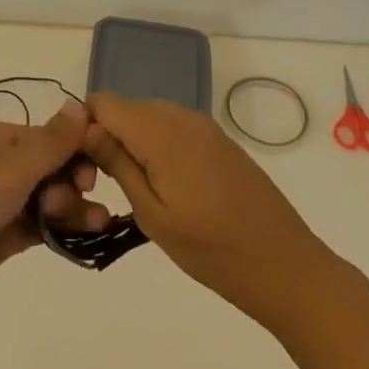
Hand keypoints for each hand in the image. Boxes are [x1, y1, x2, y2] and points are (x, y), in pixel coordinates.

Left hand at [0, 98, 110, 315]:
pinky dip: (62, 231)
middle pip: (60, 168)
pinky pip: (42, 227)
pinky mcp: (3, 236)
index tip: (97, 175)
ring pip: (54, 199)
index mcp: (9, 140)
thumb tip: (82, 103)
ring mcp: (6, 202)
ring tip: (96, 227)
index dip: (84, 151)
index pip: (60, 136)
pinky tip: (83, 240)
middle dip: (78, 184)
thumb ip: (51, 142)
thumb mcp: (10, 170)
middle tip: (74, 206)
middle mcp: (9, 165)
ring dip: (77, 209)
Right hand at [82, 93, 340, 328]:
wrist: (286, 266)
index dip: (83, 128)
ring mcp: (202, 125)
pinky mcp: (217, 139)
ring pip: (147, 117)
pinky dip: (156, 147)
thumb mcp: (153, 214)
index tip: (82, 168)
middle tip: (104, 187)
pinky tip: (166, 187)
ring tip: (135, 191)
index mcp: (161, 130)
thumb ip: (117, 163)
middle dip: (105, 136)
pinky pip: (172, 128)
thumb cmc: (213, 250)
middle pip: (125, 108)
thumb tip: (85, 127)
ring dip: (131, 143)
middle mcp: (181, 115)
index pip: (103, 103)